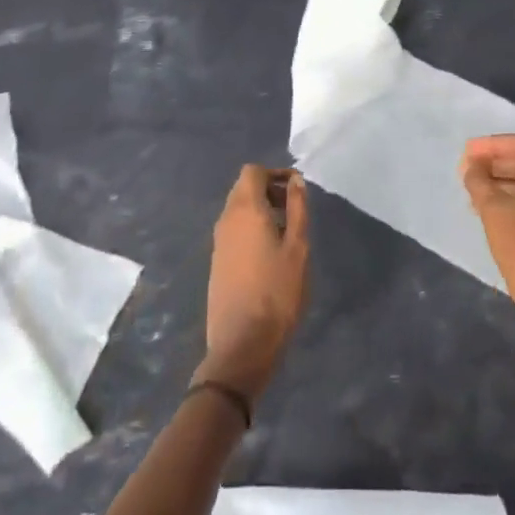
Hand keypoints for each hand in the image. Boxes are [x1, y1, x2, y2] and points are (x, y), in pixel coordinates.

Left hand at [195, 165, 309, 402]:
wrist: (242, 343)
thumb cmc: (277, 291)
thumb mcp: (297, 247)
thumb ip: (298, 209)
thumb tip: (295, 180)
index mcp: (245, 210)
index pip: (252, 172)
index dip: (275, 173)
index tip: (297, 189)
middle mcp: (226, 220)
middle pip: (243, 188)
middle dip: (269, 189)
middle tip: (295, 209)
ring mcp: (218, 242)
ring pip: (237, 210)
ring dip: (260, 210)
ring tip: (287, 232)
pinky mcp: (217, 262)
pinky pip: (234, 230)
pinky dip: (251, 228)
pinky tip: (269, 253)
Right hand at [460, 135, 514, 361]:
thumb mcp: (494, 210)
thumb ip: (479, 181)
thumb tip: (471, 165)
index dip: (492, 144)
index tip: (467, 152)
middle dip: (494, 163)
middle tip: (466, 170)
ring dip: (499, 182)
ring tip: (471, 190)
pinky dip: (509, 200)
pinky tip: (486, 210)